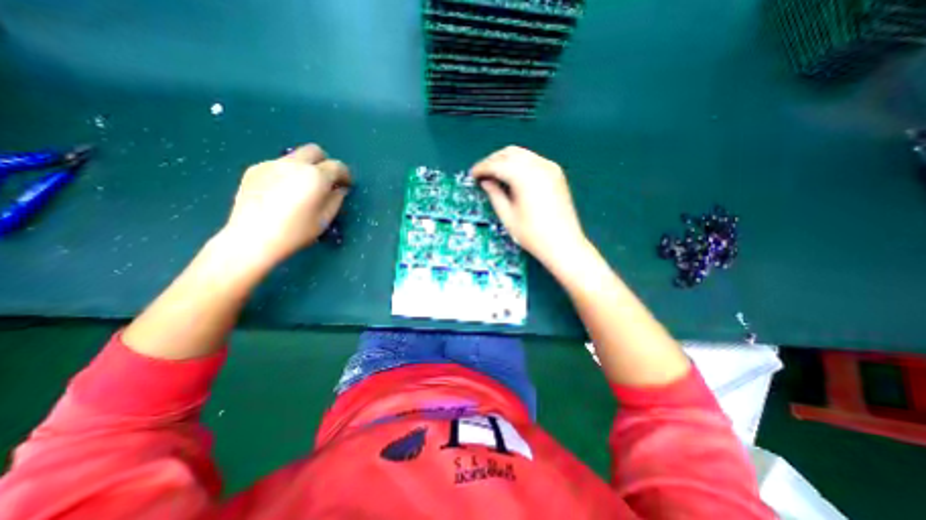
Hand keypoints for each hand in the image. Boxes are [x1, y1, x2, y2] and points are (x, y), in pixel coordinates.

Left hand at [221, 142, 351, 267]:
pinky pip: (278, 165)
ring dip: (305, 167)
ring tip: (302, 188)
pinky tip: (282, 192)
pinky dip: (287, 173)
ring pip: (295, 157)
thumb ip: (336, 200)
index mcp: (315, 176)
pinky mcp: (254, 170)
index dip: (346, 175)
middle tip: (326, 180)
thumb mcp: (325, 219)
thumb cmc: (295, 232)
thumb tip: (340, 189)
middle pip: (315, 151)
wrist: (252, 238)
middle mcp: (294, 164)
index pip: (337, 166)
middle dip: (325, 162)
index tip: (347, 185)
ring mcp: (272, 164)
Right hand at [472, 146, 584, 267]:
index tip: (473, 174)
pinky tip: (513, 176)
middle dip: (493, 160)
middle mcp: (539, 166)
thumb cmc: (532, 235)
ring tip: (495, 174)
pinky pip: (533, 160)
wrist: (564, 244)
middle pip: (510, 153)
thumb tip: (485, 181)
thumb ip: (494, 194)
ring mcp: (550, 167)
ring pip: (522, 154)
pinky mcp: (556, 173)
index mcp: (525, 177)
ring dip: (506, 160)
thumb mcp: (507, 216)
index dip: (482, 167)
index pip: (498, 164)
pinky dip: (519, 164)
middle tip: (482, 174)